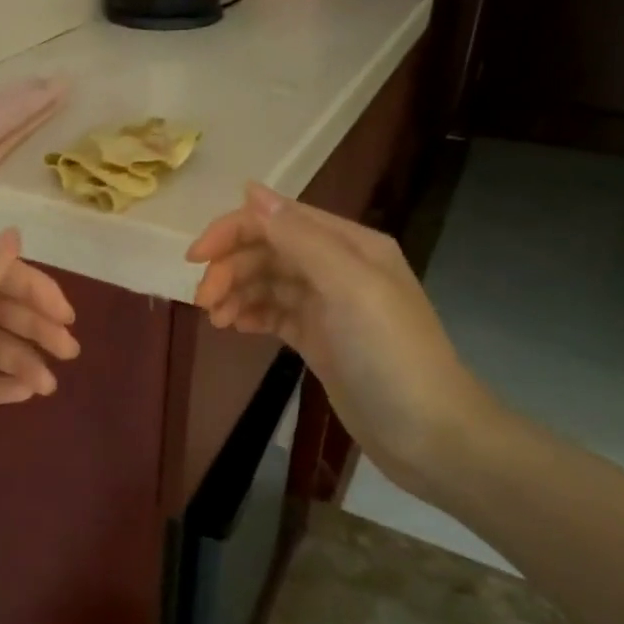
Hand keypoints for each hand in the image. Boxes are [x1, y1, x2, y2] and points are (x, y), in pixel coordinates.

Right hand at [186, 184, 499, 495]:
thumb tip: (251, 190)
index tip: (195, 259)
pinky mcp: (316, 337)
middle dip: (230, 269)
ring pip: (265, 281)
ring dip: (234, 293)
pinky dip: (249, 313)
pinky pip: (272, 312)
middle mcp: (336, 266)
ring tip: (215, 321)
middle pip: (267, 250)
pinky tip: (232, 327)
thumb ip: (300, 238)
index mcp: (349, 244)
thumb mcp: (348, 287)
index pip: (278, 219)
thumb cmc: (390, 353)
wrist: (428, 434)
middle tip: (203, 301)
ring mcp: (326, 304)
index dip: (232, 231)